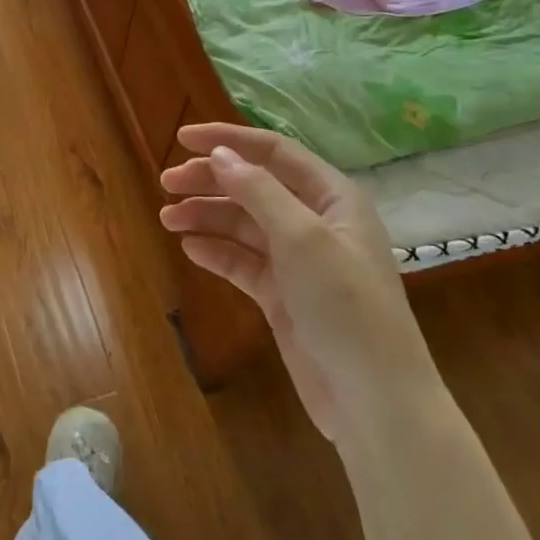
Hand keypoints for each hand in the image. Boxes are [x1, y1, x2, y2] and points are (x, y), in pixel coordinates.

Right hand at [159, 123, 435, 439]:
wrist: (373, 401)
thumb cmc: (345, 307)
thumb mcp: (302, 239)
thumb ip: (259, 191)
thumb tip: (219, 154)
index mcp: (332, 198)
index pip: (274, 153)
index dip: (228, 140)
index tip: (181, 138)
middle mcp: (315, 222)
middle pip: (254, 187)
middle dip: (210, 181)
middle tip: (166, 183)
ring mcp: (298, 261)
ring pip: (243, 225)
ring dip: (206, 217)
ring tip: (167, 219)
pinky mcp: (283, 296)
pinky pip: (242, 262)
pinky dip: (216, 252)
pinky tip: (189, 248)